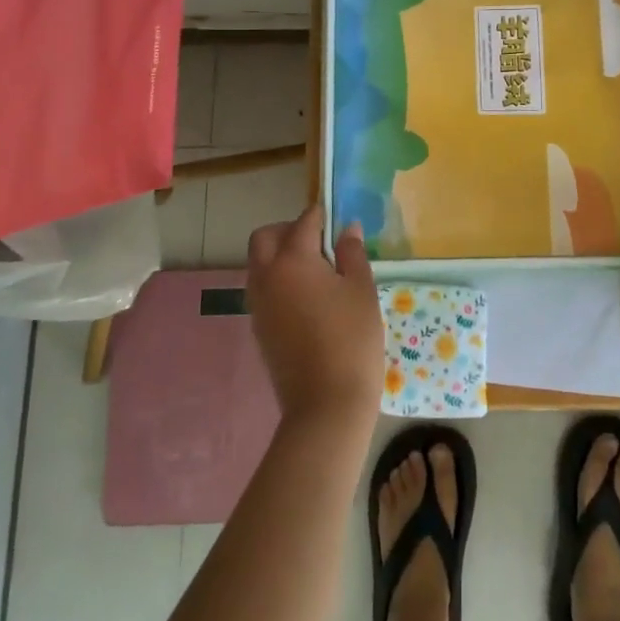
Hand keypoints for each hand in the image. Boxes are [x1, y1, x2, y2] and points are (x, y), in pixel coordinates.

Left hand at [246, 205, 382, 430]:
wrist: (326, 404)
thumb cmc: (352, 339)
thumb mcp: (361, 289)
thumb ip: (352, 253)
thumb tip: (346, 229)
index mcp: (292, 260)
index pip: (304, 222)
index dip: (322, 215)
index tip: (337, 219)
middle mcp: (267, 276)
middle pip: (265, 237)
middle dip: (288, 230)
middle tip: (320, 242)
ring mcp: (258, 304)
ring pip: (259, 263)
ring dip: (280, 256)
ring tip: (316, 272)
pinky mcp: (258, 328)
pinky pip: (262, 289)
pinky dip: (278, 281)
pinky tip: (308, 298)